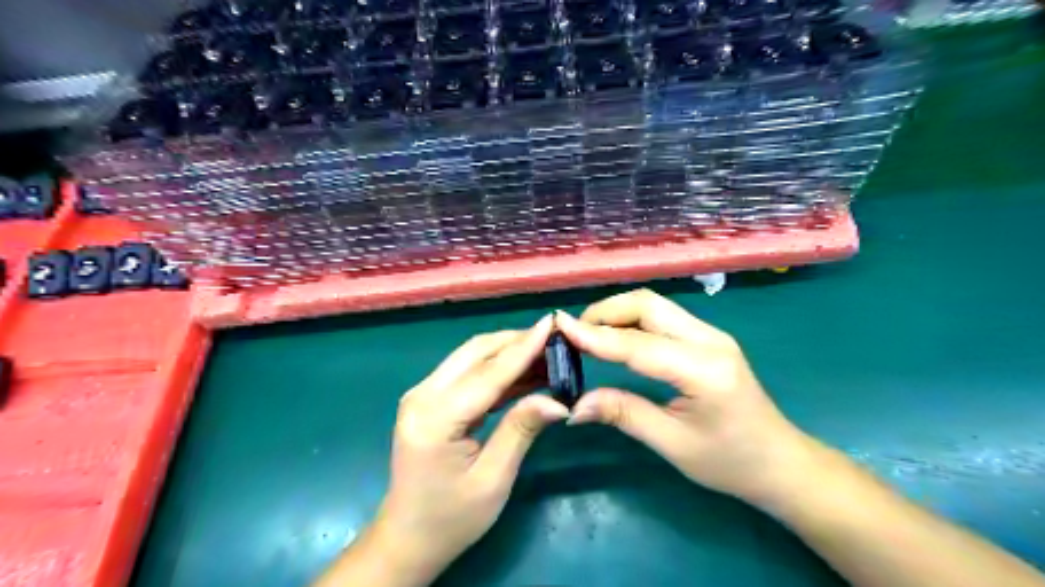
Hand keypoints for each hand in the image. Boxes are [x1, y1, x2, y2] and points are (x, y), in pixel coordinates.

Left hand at [377, 314, 569, 579]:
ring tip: (547, 352)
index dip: (524, 347)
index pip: (488, 373)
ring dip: (508, 351)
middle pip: (476, 353)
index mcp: (435, 418)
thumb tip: (558, 400)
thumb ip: (521, 430)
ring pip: (471, 357)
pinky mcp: (429, 399)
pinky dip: (497, 368)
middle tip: (556, 338)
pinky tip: (525, 371)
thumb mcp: (493, 479)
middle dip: (517, 341)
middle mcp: (423, 395)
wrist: (408, 538)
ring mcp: (422, 394)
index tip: (552, 323)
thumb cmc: (452, 518)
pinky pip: (468, 373)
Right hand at [559, 287, 819, 505]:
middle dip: (606, 312)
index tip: (559, 326)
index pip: (639, 344)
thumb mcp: (673, 444)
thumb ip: (624, 414)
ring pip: (654, 305)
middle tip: (573, 333)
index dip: (595, 335)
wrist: (781, 463)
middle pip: (648, 304)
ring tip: (587, 334)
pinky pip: (662, 318)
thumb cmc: (730, 462)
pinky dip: (632, 321)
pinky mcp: (707, 339)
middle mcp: (710, 339)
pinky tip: (615, 338)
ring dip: (617, 313)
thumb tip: (574, 404)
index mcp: (704, 369)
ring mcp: (711, 334)